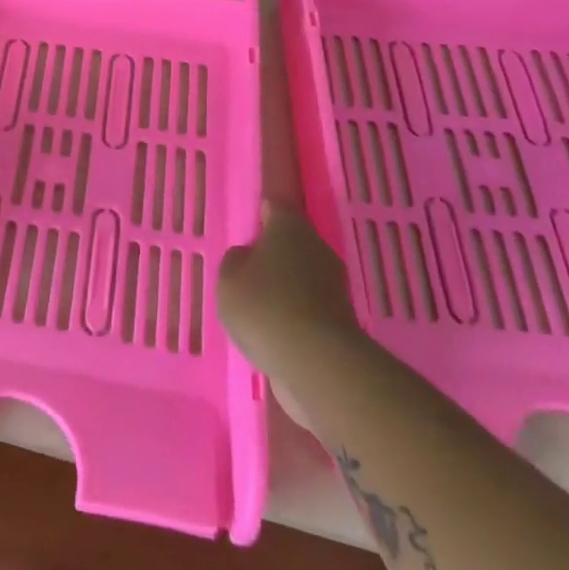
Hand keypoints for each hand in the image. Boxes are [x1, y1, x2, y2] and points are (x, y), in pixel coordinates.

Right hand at [217, 203, 364, 396]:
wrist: (318, 364)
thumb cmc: (264, 307)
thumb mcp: (229, 280)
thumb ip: (235, 261)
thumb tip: (248, 257)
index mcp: (289, 227)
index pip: (277, 205)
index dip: (263, 208)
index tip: (253, 216)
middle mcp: (317, 248)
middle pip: (292, 241)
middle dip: (272, 252)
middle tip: (247, 267)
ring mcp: (333, 285)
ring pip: (301, 275)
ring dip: (284, 284)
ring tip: (257, 304)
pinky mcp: (340, 319)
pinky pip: (308, 306)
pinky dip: (293, 313)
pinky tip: (274, 330)